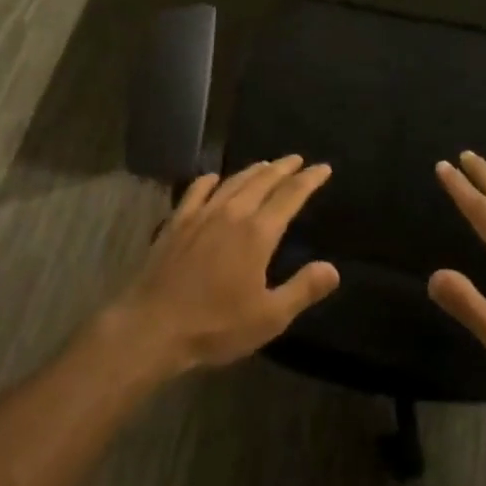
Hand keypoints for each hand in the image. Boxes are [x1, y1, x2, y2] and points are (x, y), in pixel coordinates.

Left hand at [111, 155, 340, 374]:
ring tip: (265, 164)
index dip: (309, 180)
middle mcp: (232, 213)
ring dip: (253, 170)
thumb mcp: (268, 317)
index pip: (290, 195)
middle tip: (297, 159)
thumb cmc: (215, 325)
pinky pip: (197, 191)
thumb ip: (303, 289)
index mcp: (258, 233)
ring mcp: (201, 214)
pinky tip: (213, 178)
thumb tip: (332, 268)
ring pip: (233, 182)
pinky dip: (210, 180)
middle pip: (262, 180)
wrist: (153, 326)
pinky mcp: (177, 222)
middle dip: (283, 168)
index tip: (323, 168)